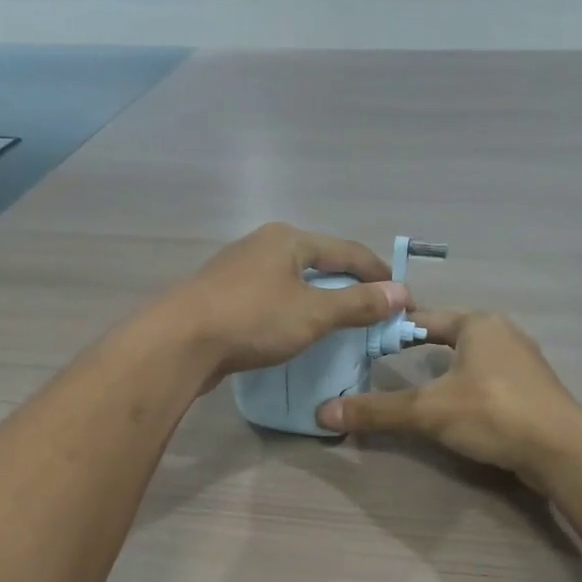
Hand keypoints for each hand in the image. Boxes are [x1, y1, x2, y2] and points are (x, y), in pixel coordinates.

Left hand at [158, 223, 407, 380]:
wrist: (180, 342)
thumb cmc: (253, 320)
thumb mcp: (314, 313)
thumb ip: (358, 304)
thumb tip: (401, 293)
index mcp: (288, 239)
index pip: (347, 251)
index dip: (377, 273)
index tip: (401, 297)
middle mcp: (262, 245)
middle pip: (318, 262)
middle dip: (347, 285)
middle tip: (371, 310)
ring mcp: (237, 270)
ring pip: (290, 281)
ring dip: (317, 299)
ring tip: (337, 323)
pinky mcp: (220, 296)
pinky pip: (269, 298)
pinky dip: (290, 311)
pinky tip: (293, 331)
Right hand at [317, 311, 581, 490]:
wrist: (561, 450)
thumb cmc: (492, 413)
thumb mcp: (428, 410)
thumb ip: (378, 411)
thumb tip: (323, 412)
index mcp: (478, 323)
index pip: (426, 317)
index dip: (395, 328)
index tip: (367, 341)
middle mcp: (503, 333)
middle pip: (449, 335)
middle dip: (420, 347)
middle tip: (384, 364)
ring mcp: (523, 362)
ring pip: (471, 359)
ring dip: (445, 369)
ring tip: (415, 386)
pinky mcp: (533, 391)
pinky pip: (489, 381)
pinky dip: (467, 388)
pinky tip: (454, 408)